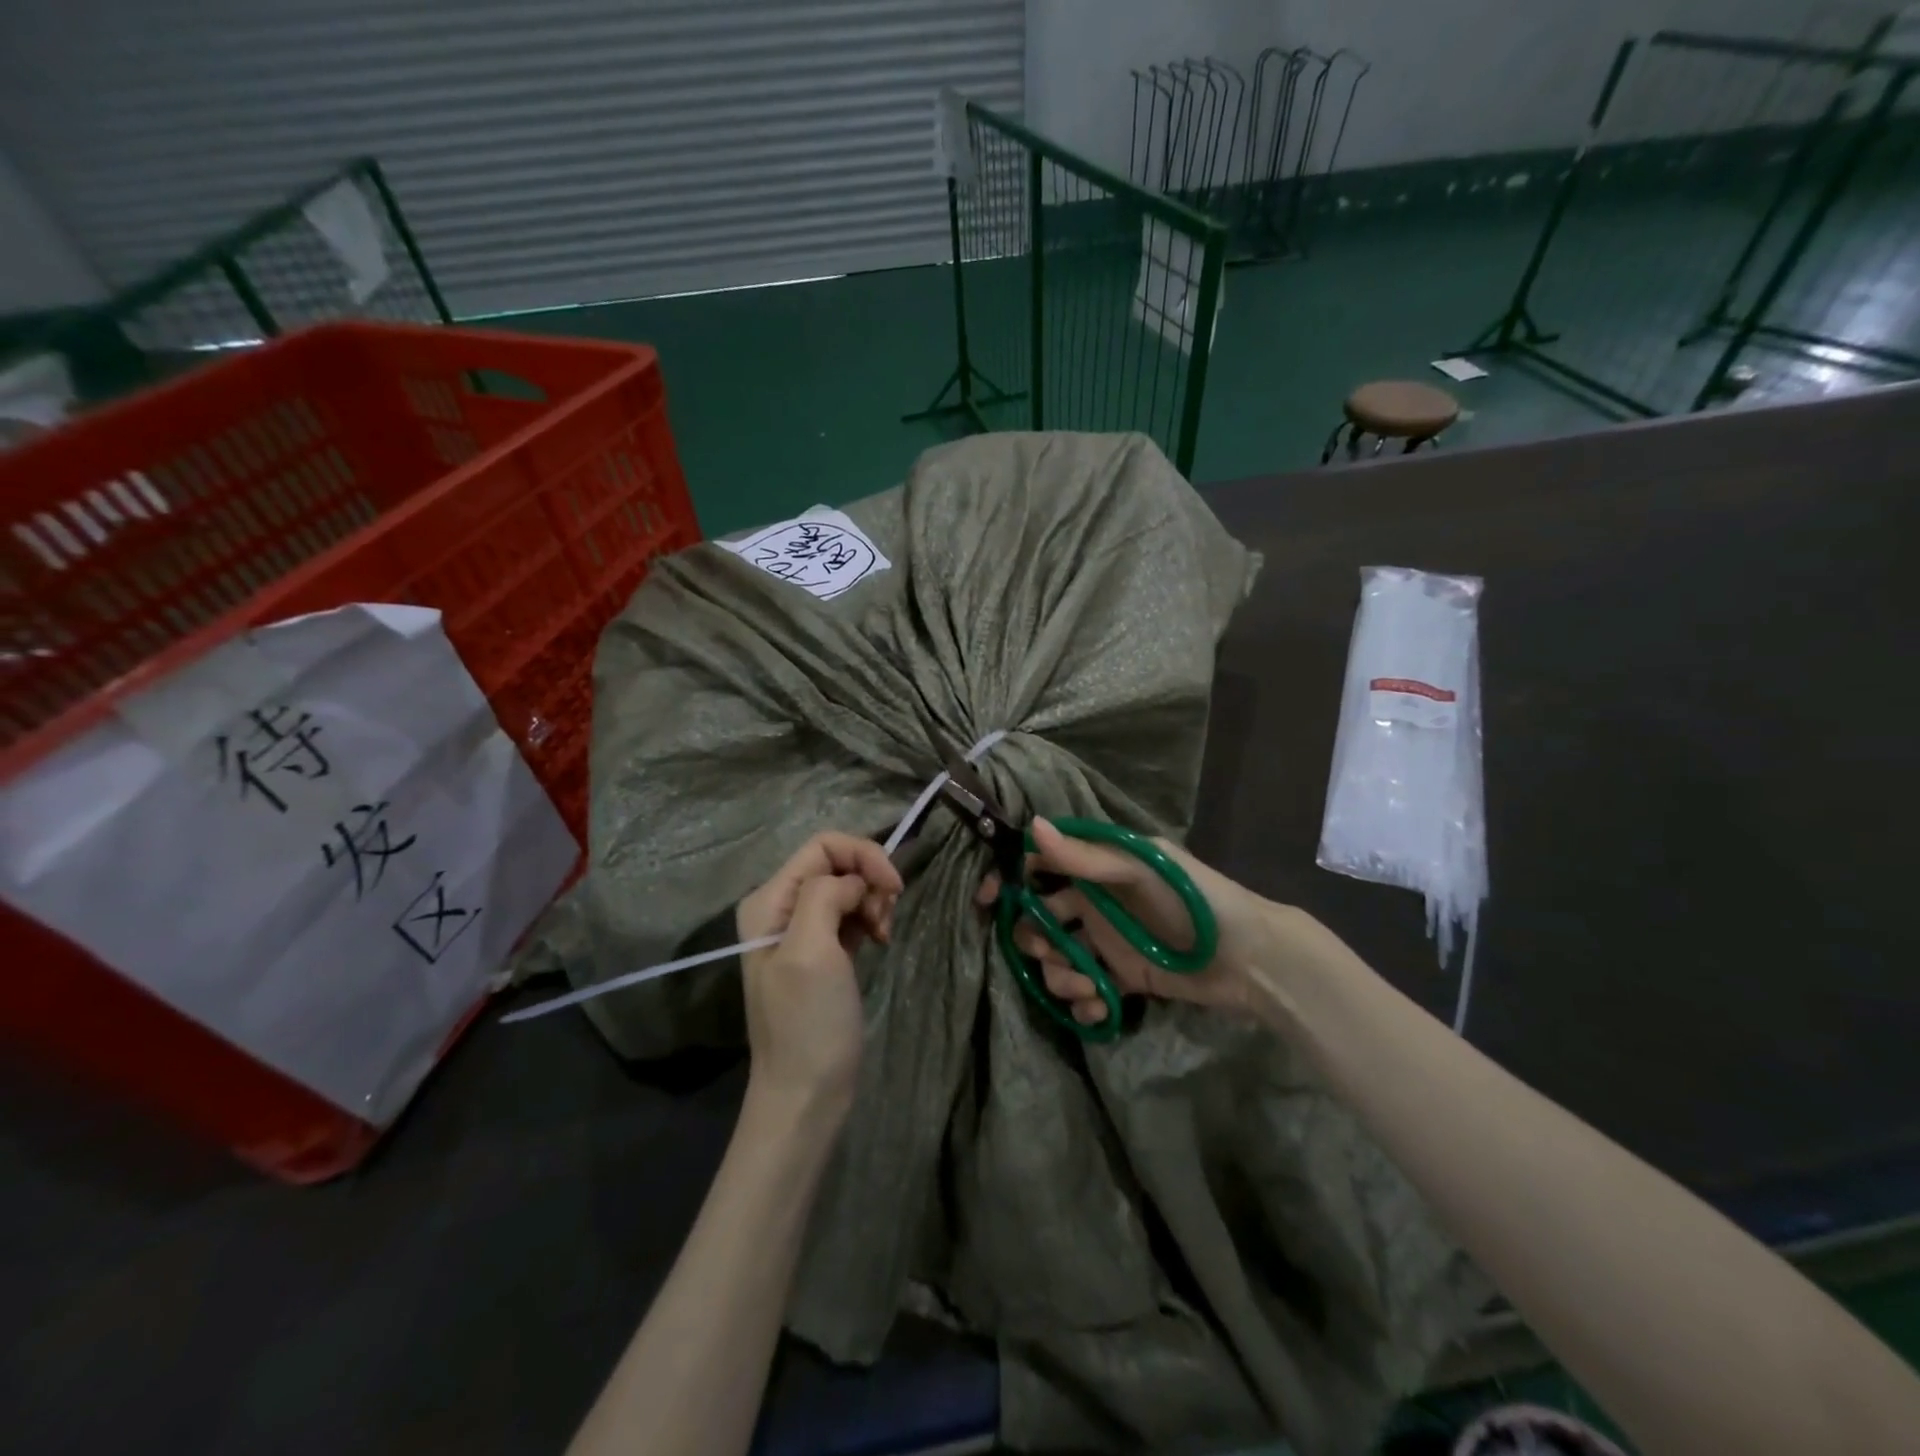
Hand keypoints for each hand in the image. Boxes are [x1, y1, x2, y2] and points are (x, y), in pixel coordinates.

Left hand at [736, 832, 903, 1109]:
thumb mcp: (810, 950)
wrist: (806, 1093)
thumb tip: (852, 883)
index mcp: (769, 900)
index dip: (862, 855)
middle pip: (836, 863)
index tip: (893, 887)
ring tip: (885, 933)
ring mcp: (802, 931)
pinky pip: (852, 914)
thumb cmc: (807, 1022)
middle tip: (887, 916)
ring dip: (874, 901)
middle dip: (870, 879)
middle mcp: (781, 908)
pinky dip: (871, 919)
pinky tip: (880, 940)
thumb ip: (825, 895)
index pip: (822, 845)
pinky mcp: (824, 951)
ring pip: (848, 887)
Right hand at [976, 818, 1272, 1027]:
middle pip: (1039, 918)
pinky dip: (1084, 1000)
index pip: (1039, 865)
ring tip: (1089, 987)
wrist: (1248, 958)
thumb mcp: (1139, 870)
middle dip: (1036, 940)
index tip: (989, 901)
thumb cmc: (1191, 900)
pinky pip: (1084, 988)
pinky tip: (1102, 1007)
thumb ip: (1084, 856)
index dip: (1009, 880)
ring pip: (1057, 958)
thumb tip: (1031, 826)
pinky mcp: (1121, 977)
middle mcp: (1094, 901)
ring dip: (1061, 976)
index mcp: (1097, 867)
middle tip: (1055, 953)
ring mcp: (1106, 941)